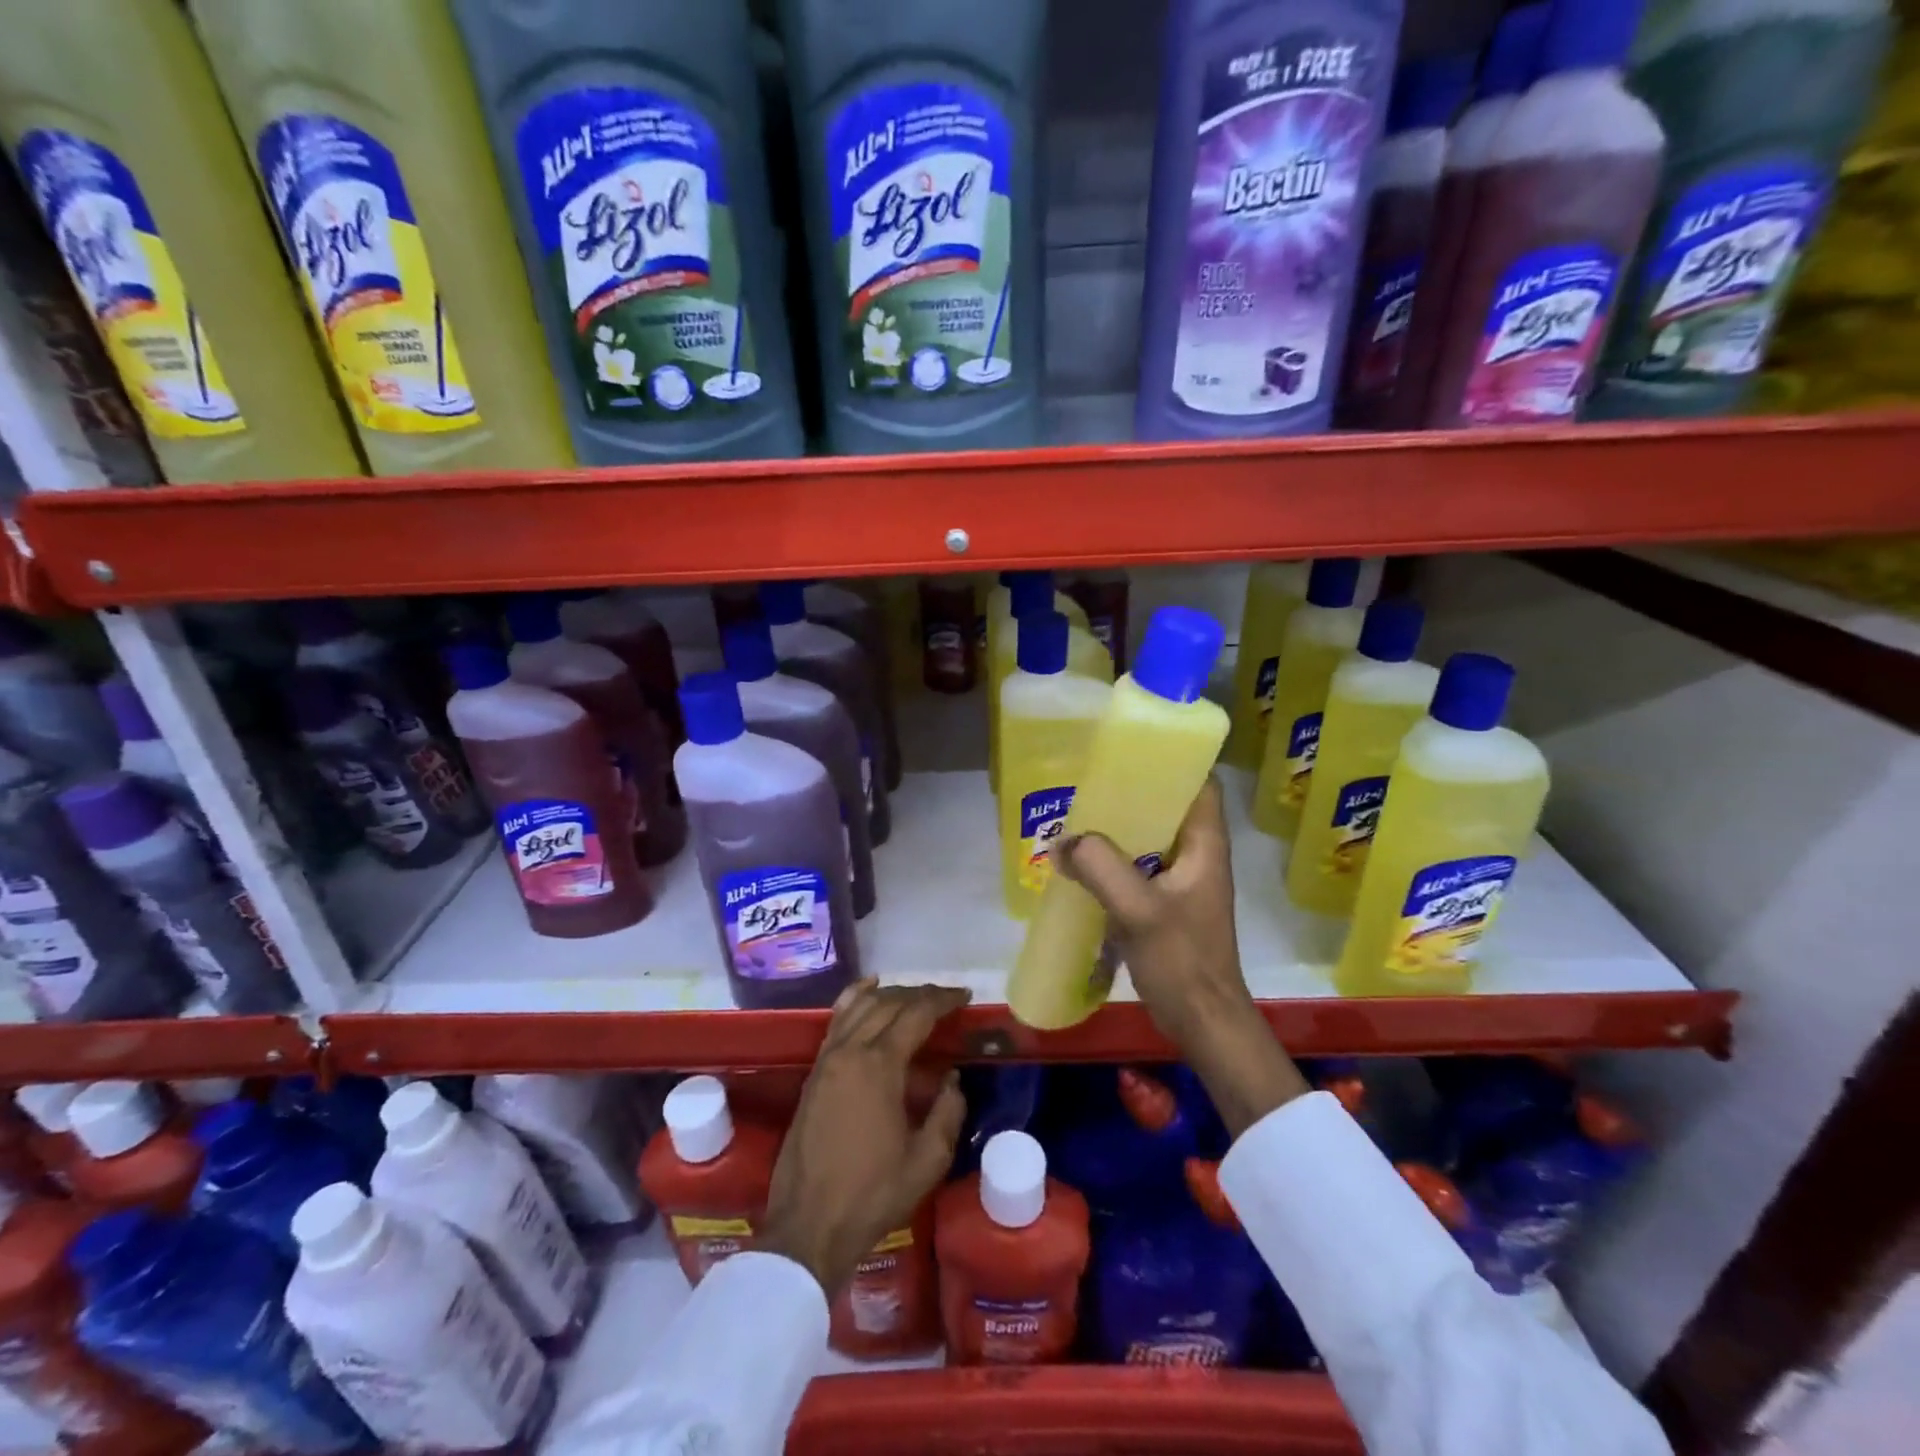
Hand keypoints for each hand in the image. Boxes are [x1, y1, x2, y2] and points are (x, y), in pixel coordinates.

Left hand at [762, 982, 970, 1293]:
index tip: (965, 996)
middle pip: (889, 1003)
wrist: (809, 1226)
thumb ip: (947, 1112)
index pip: (916, 1014)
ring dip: (890, 993)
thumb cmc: (872, 1195)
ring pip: (860, 1005)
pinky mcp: (814, 1072)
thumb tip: (952, 1079)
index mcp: (880, 1066)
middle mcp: (851, 1050)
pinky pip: (837, 1019)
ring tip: (915, 995)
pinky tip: (868, 991)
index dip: (943, 1000)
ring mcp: (827, 1058)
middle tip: (947, 999)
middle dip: (921, 994)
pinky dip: (855, 998)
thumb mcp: (927, 1161)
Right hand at [1053, 778, 1307, 1136]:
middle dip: (1132, 793)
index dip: (1172, 762)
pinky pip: (1139, 869)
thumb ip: (1101, 868)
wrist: (1203, 1022)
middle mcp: (1198, 856)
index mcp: (1206, 845)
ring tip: (1079, 818)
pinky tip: (1082, 865)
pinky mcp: (1167, 906)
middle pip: (1168, 808)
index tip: (1131, 751)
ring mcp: (1183, 882)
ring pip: (1150, 839)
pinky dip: (1114, 861)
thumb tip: (1062, 842)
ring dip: (1119, 830)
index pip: (1199, 784)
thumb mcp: (1138, 910)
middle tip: (1090, 783)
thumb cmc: (1182, 961)